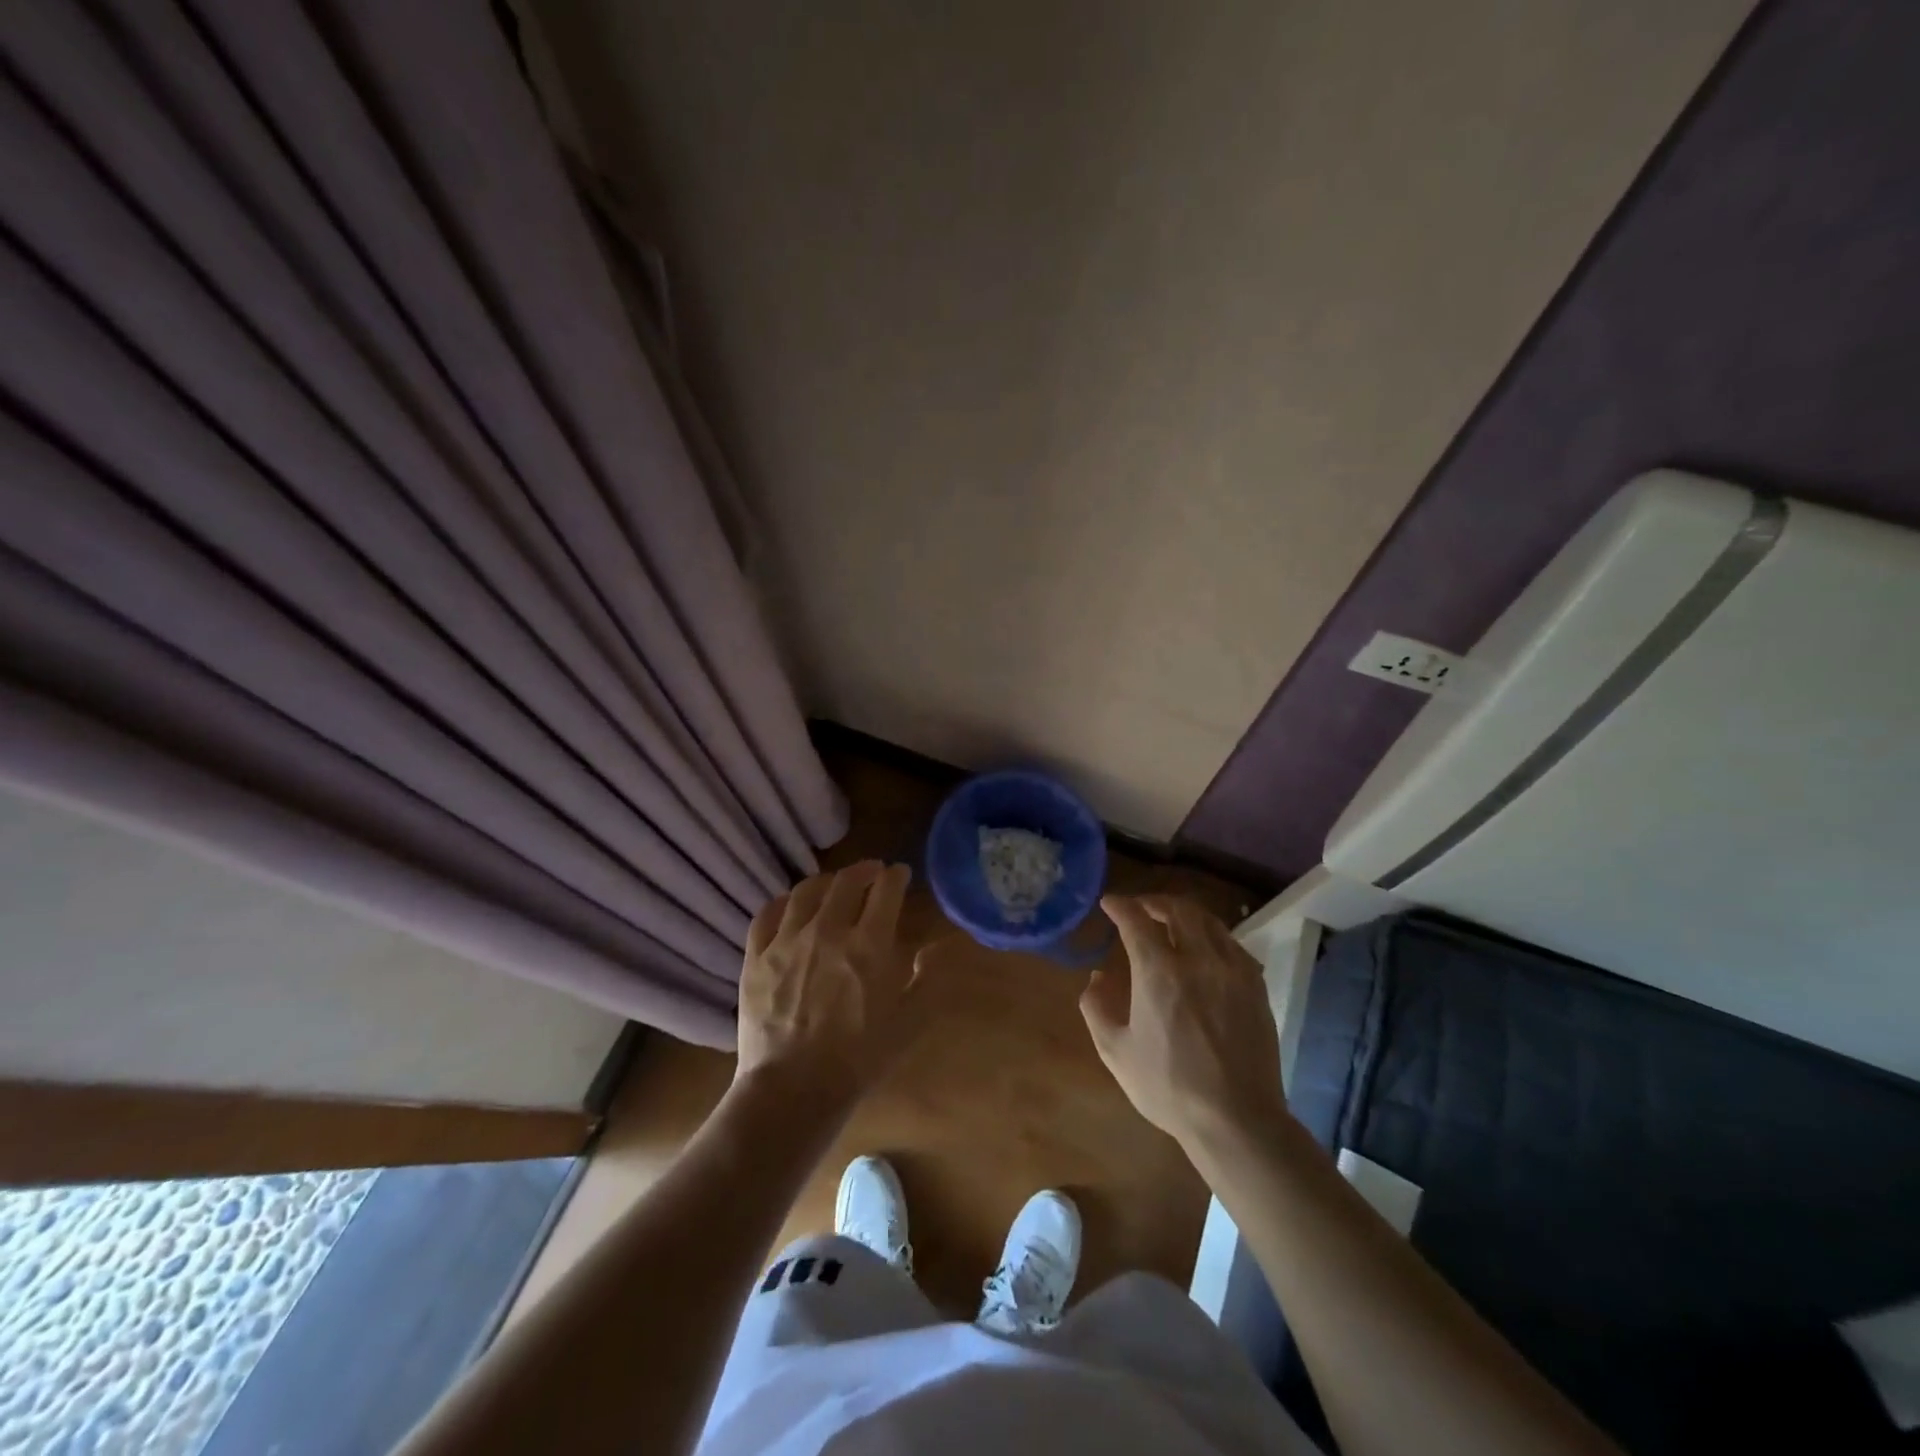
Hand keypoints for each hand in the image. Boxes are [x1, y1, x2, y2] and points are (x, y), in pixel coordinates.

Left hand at [735, 861, 922, 1111]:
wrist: (793, 1089)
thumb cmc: (860, 1059)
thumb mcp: (910, 1023)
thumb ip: (929, 979)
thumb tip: (937, 946)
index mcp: (869, 944)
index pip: (886, 890)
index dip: (896, 876)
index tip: (900, 873)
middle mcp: (828, 930)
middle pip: (846, 882)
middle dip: (864, 870)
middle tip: (872, 871)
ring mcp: (787, 941)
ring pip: (806, 891)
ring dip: (826, 881)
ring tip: (833, 884)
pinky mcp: (755, 957)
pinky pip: (767, 914)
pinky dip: (783, 902)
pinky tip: (791, 905)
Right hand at [1080, 894, 1287, 1151]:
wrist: (1237, 1119)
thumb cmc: (1169, 1087)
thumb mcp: (1115, 1052)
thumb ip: (1097, 1008)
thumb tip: (1097, 976)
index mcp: (1159, 972)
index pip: (1136, 920)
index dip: (1120, 906)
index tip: (1109, 903)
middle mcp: (1198, 960)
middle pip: (1178, 910)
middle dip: (1154, 901)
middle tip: (1140, 908)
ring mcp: (1232, 970)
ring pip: (1209, 922)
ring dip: (1185, 914)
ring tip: (1171, 922)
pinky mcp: (1255, 986)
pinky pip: (1232, 944)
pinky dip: (1212, 936)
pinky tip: (1205, 950)